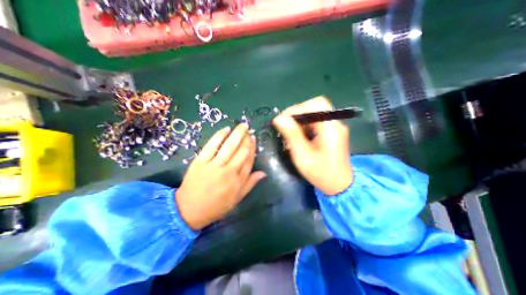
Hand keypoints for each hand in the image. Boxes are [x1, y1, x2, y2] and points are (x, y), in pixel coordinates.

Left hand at [177, 125, 266, 229]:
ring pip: (229, 146)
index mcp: (238, 181)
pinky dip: (219, 136)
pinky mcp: (200, 162)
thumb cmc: (216, 206)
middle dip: (246, 138)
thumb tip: (263, 172)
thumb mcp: (237, 199)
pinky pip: (211, 146)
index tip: (253, 139)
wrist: (189, 211)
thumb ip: (250, 184)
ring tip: (242, 125)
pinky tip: (226, 129)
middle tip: (249, 129)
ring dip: (237, 134)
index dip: (252, 148)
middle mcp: (229, 171)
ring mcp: (214, 166)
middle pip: (241, 151)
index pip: (249, 160)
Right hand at [271, 95, 352, 194]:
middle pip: (315, 107)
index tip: (282, 119)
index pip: (316, 104)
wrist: (339, 186)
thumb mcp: (302, 155)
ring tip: (289, 132)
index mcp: (331, 128)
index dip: (298, 108)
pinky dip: (305, 125)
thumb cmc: (321, 173)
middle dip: (297, 114)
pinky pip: (316, 122)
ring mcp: (334, 127)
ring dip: (300, 120)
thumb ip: (292, 135)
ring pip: (314, 114)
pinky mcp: (331, 132)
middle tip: (284, 125)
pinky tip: (299, 136)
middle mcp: (335, 124)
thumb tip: (278, 118)